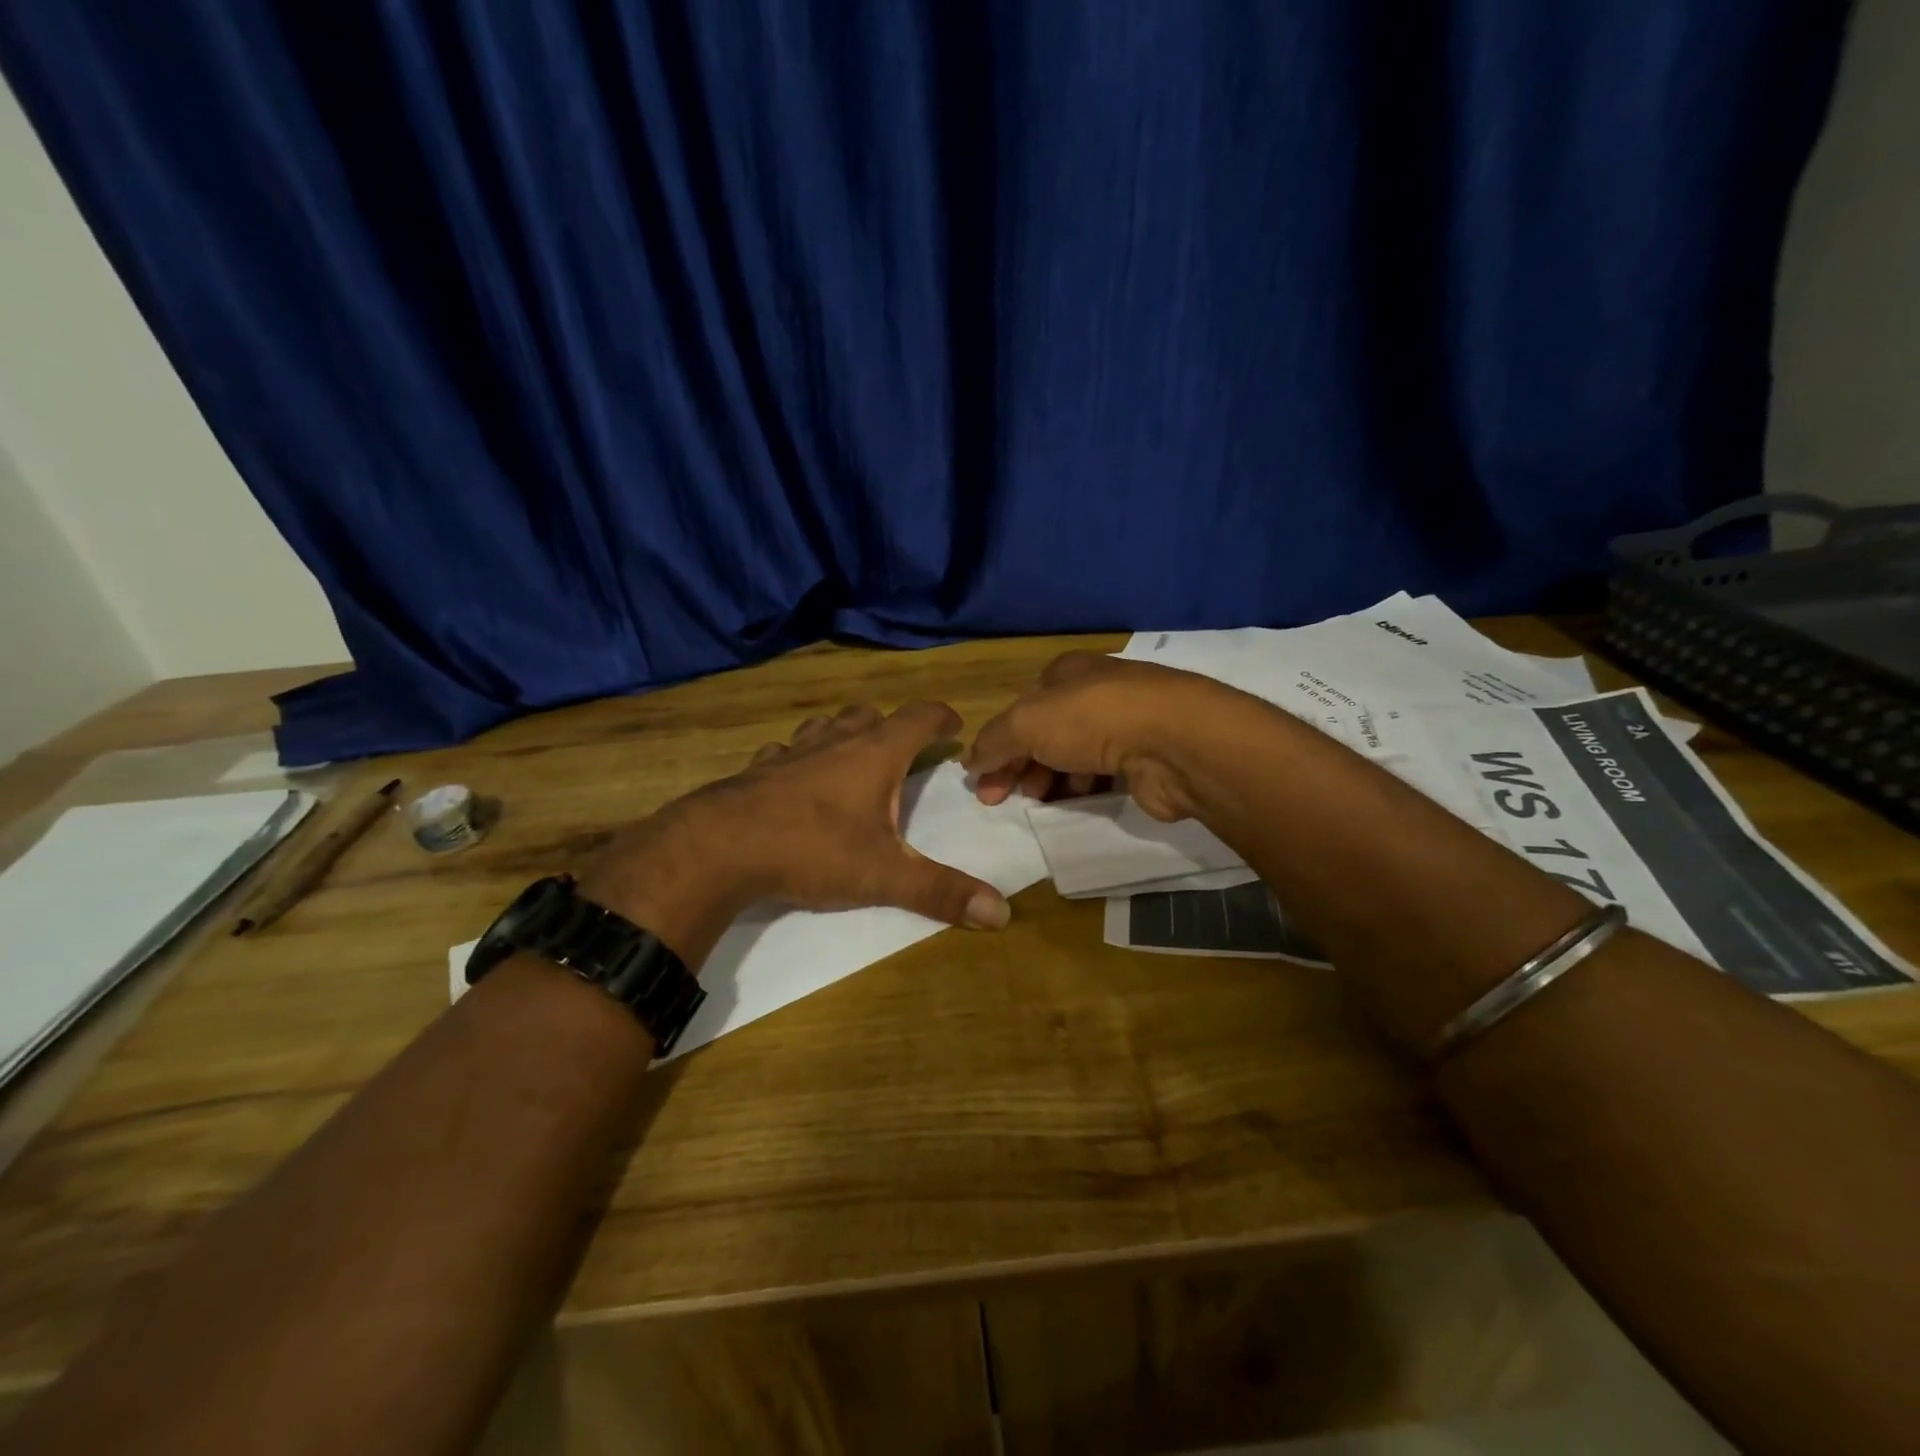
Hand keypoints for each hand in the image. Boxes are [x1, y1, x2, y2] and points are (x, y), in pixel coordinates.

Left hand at [581, 702, 1009, 965]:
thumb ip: (941, 891)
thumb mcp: (884, 875)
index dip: (942, 718)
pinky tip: (794, 777)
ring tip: (852, 755)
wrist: (720, 847)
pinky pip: (785, 750)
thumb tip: (1003, 913)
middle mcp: (835, 741)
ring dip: (844, 733)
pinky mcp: (758, 768)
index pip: (920, 718)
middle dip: (892, 725)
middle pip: (870, 714)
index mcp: (875, 753)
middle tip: (904, 748)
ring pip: (825, 725)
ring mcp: (792, 751)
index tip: (955, 726)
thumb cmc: (812, 849)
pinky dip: (799, 756)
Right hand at [965, 652, 1258, 820]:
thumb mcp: (1026, 723)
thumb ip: (993, 742)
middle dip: (1019, 766)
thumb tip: (971, 763)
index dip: (996, 744)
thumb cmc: (1093, 719)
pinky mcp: (1144, 757)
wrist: (1175, 741)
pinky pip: (1101, 775)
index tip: (982, 781)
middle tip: (1001, 800)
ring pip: (1072, 756)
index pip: (1020, 708)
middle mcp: (1094, 692)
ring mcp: (1124, 723)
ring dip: (1049, 779)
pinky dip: (1083, 788)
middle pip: (1043, 734)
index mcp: (1065, 672)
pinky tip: (1077, 801)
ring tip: (1041, 801)